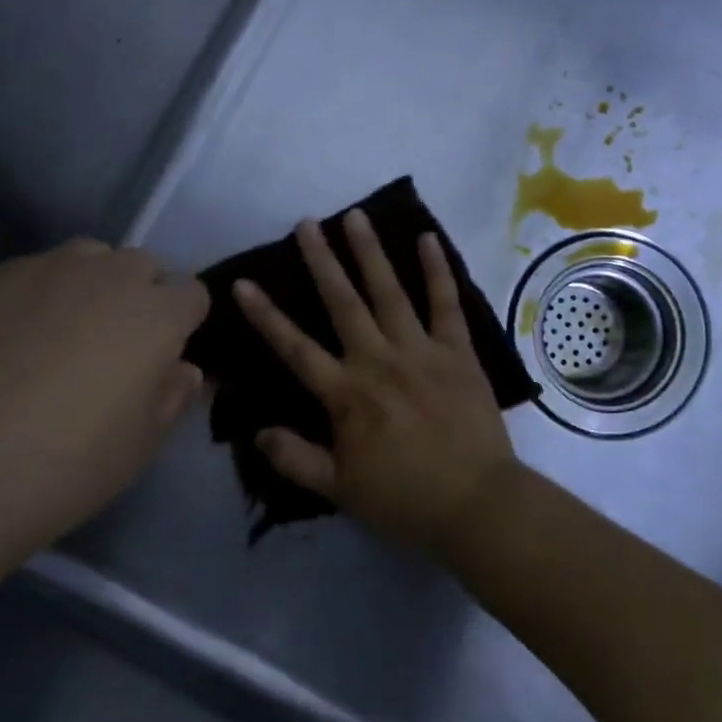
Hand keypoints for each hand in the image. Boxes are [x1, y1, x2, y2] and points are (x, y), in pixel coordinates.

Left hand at [0, 240, 207, 563]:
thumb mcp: (140, 446)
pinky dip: (35, 295)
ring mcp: (42, 270)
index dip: (185, 321)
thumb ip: (172, 397)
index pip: (193, 293)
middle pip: (142, 265)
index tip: (168, 354)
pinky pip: (29, 273)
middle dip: (141, 295)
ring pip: (85, 258)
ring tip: (63, 333)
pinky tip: (7, 342)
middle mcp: (106, 276)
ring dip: (90, 284)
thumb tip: (183, 369)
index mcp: (155, 314)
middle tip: (116, 346)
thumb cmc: (66, 466)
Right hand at [234, 210, 517, 555]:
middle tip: (306, 224)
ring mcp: (420, 351)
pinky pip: (446, 304)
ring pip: (389, 292)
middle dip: (321, 262)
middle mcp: (378, 361)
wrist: (477, 504)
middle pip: (343, 303)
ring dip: (370, 253)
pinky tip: (426, 238)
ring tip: (355, 217)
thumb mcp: (339, 491)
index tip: (243, 283)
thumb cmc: (405, 500)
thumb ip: (296, 459)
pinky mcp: (458, 352)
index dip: (266, 316)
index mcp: (347, 395)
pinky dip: (437, 270)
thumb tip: (257, 432)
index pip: (295, 348)